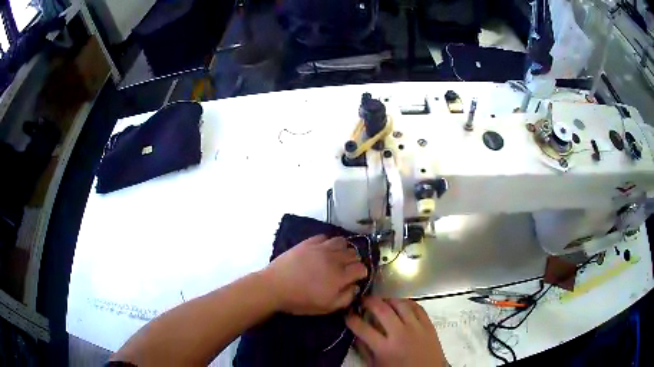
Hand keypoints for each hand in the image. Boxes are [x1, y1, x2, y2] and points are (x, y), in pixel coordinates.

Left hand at [263, 235, 367, 314]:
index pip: (361, 268)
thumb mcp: (326, 307)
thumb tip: (355, 286)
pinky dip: (329, 243)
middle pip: (354, 254)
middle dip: (355, 261)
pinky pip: (325, 237)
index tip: (357, 278)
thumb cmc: (300, 300)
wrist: (274, 286)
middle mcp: (334, 258)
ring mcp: (321, 248)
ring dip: (344, 250)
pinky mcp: (308, 242)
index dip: (362, 273)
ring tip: (338, 257)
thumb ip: (346, 298)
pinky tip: (324, 250)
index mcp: (340, 276)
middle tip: (347, 269)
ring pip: (342, 242)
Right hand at [346, 297, 446, 366]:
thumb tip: (356, 334)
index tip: (347, 314)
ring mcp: (416, 327)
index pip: (362, 328)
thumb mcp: (376, 365)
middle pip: (382, 310)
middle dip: (368, 302)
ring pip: (400, 304)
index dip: (351, 319)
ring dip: (388, 300)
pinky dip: (407, 302)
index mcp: (384, 348)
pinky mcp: (429, 325)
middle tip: (362, 300)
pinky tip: (401, 304)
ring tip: (382, 301)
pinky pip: (418, 307)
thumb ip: (365, 350)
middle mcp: (400, 334)